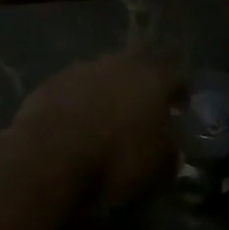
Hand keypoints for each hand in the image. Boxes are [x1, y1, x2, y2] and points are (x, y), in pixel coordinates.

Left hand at [9, 55, 180, 209]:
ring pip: (103, 75)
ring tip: (104, 120)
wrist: (48, 156)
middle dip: (140, 88)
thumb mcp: (157, 166)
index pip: (177, 75)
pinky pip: (73, 89)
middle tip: (141, 112)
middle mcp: (118, 63)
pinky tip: (74, 124)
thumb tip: (170, 144)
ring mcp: (81, 68)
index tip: (179, 110)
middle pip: (137, 69)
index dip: (180, 92)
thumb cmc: (114, 159)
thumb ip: (170, 149)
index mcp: (152, 77)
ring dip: (107, 92)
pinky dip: (77, 102)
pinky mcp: (50, 81)